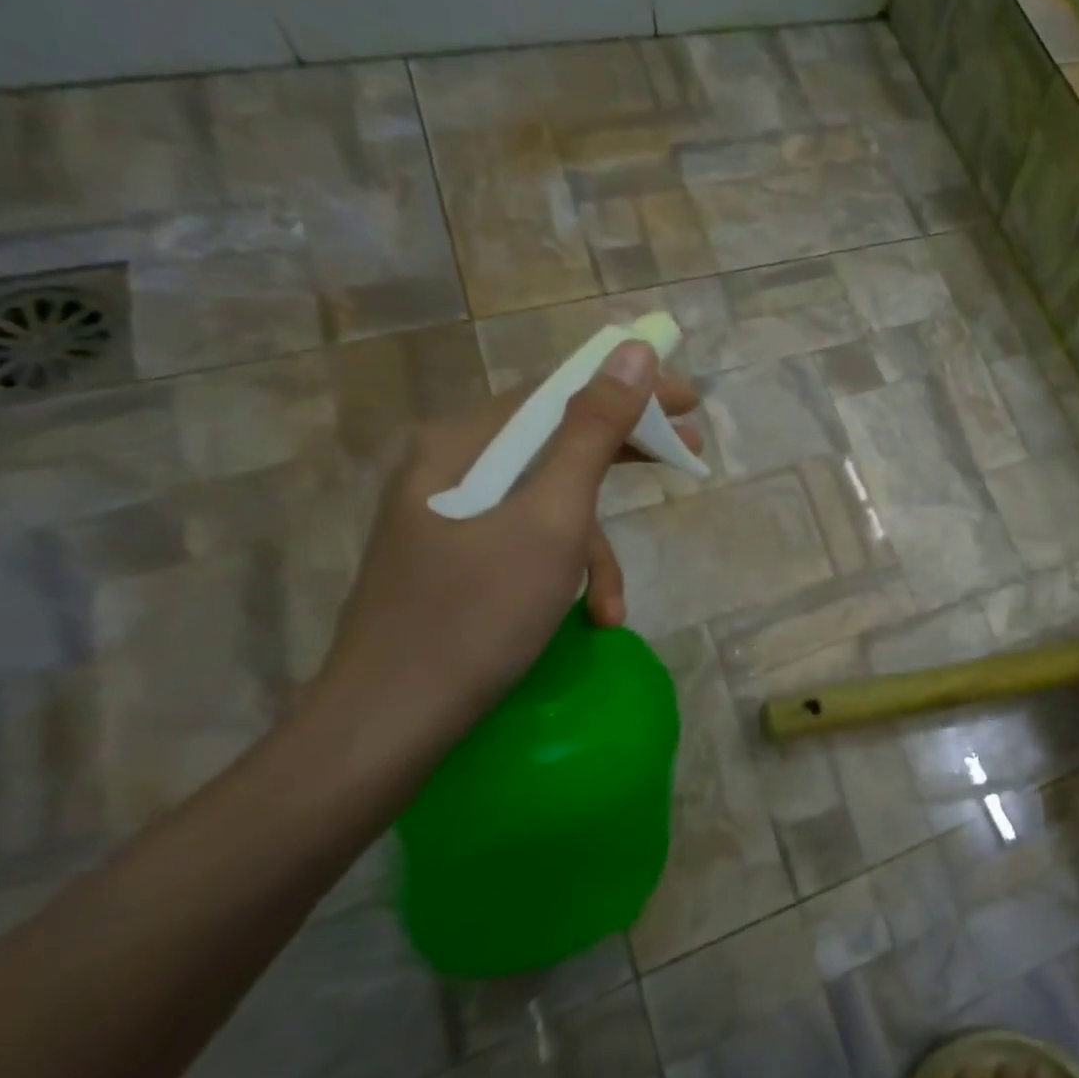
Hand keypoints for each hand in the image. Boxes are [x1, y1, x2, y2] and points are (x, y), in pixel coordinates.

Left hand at [315, 339, 699, 759]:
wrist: (388, 725)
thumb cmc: (477, 614)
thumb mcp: (552, 519)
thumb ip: (593, 432)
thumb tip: (633, 352)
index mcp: (462, 444)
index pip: (560, 391)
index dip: (630, 389)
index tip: (690, 400)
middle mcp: (451, 467)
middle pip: (558, 441)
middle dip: (625, 456)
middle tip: (689, 454)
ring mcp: (452, 516)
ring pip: (550, 501)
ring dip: (595, 547)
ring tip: (614, 603)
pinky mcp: (460, 558)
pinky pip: (531, 541)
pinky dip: (567, 573)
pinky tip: (591, 617)